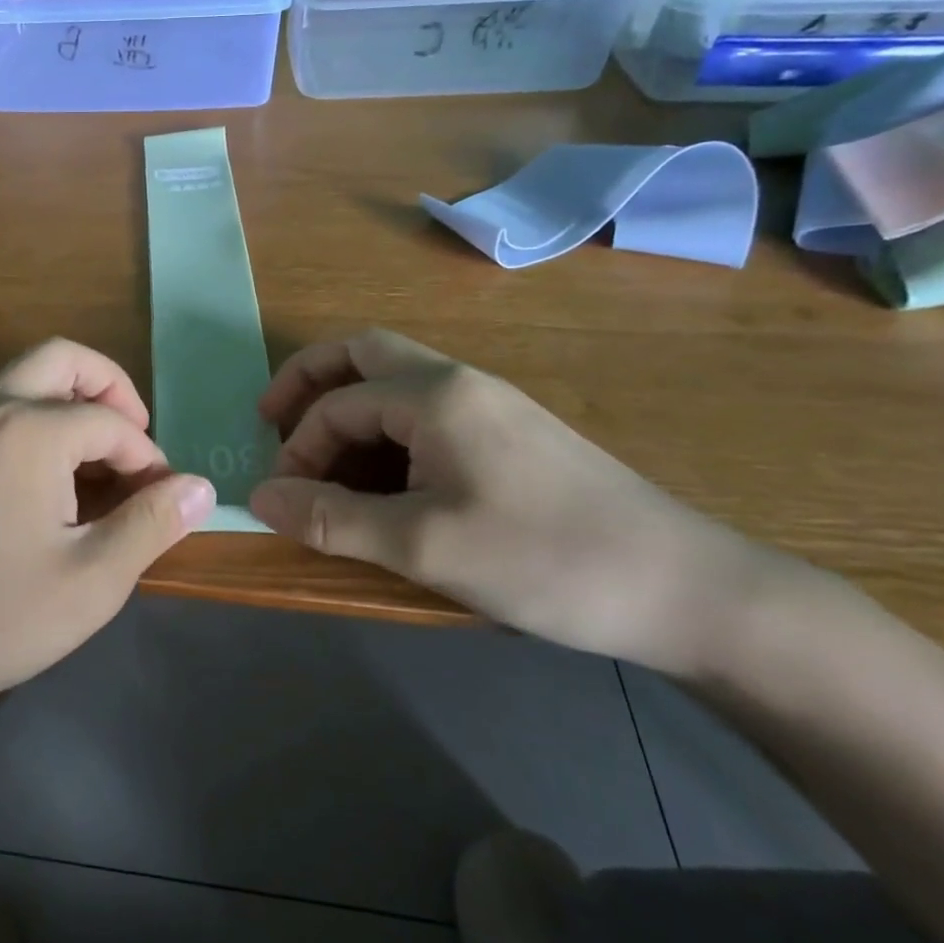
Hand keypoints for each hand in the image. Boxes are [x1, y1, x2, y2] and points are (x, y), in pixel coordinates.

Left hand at [0, 339, 214, 735]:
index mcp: (30, 428)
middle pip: (63, 360)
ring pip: (29, 382)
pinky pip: (3, 412)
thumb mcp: (90, 580)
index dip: (149, 460)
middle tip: (136, 445)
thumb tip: (200, 487)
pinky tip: (53, 490)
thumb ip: (151, 524)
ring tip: (101, 474)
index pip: (113, 423)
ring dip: (74, 407)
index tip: (162, 505)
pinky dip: (41, 426)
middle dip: (111, 391)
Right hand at [247, 329, 779, 670]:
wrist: (685, 588)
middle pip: (362, 353)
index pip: (337, 402)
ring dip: (347, 406)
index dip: (298, 448)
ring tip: (323, 459)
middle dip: (308, 381)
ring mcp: (490, 403)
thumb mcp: (424, 545)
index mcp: (434, 394)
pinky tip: (387, 478)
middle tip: (273, 421)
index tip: (285, 501)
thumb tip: (257, 497)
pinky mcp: (511, 433)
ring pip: (395, 381)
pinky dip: (384, 430)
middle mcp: (459, 381)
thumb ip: (332, 518)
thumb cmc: (545, 559)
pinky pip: (426, 411)